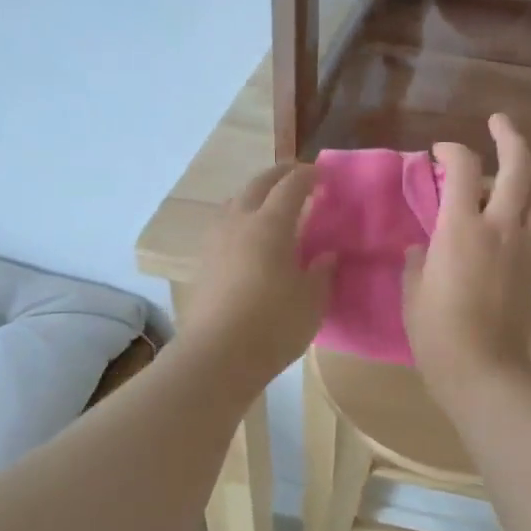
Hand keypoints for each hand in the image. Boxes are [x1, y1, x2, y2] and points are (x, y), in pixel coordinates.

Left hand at [181, 164, 332, 389]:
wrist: (217, 356)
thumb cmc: (273, 325)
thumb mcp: (312, 301)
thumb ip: (322, 272)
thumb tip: (327, 255)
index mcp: (271, 224)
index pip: (292, 186)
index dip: (309, 176)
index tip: (323, 175)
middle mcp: (239, 222)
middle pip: (258, 184)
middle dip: (279, 174)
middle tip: (298, 176)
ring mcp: (216, 241)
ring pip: (235, 202)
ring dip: (255, 194)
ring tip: (270, 205)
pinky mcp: (203, 262)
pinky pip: (224, 225)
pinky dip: (241, 219)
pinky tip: (249, 238)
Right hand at [405, 114, 530, 403]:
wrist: (485, 369)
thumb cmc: (438, 333)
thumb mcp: (413, 291)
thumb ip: (419, 259)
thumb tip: (425, 246)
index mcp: (462, 229)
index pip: (464, 167)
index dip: (451, 149)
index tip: (439, 151)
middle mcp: (502, 226)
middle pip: (519, 165)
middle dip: (509, 136)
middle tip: (498, 122)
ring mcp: (529, 245)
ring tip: (524, 159)